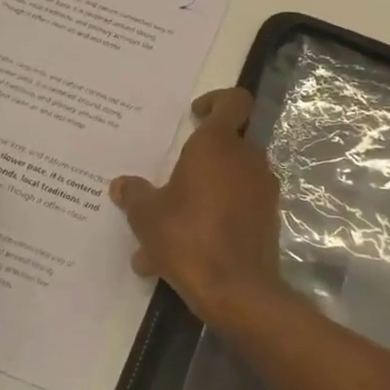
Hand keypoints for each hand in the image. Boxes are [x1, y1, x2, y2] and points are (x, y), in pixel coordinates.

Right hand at [109, 88, 289, 330]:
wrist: (236, 290)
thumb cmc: (187, 237)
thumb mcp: (146, 216)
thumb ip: (134, 195)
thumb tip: (121, 185)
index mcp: (219, 144)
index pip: (233, 101)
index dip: (216, 100)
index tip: (194, 115)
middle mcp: (247, 159)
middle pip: (229, 142)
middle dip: (201, 158)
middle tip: (172, 179)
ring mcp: (263, 190)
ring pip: (231, 180)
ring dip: (203, 195)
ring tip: (166, 230)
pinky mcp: (269, 219)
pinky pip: (238, 208)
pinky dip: (214, 220)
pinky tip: (182, 253)